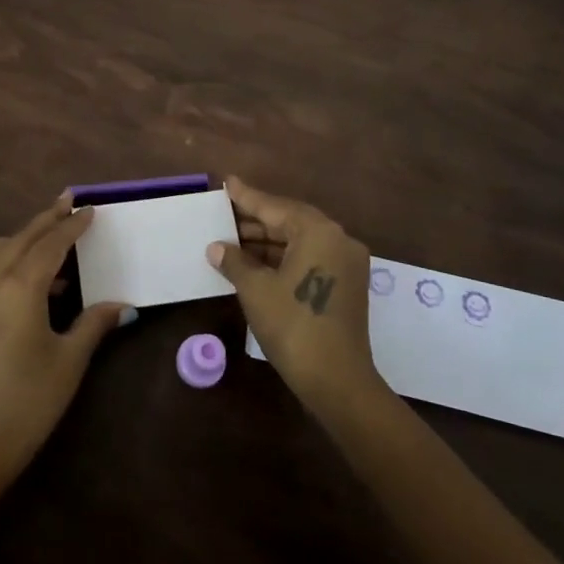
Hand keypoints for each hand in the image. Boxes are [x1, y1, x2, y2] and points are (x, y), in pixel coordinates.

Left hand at [0, 192, 130, 490]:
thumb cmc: (28, 401)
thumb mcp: (69, 361)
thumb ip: (94, 324)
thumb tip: (124, 305)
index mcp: (19, 286)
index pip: (51, 244)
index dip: (72, 226)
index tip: (90, 210)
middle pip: (22, 237)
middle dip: (47, 219)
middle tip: (69, 202)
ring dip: (23, 236)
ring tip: (51, 241)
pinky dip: (5, 255)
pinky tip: (27, 276)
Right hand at [206, 176, 379, 410]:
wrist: (337, 381)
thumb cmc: (293, 326)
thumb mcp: (255, 290)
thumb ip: (235, 261)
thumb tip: (217, 247)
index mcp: (318, 232)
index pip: (275, 207)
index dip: (247, 197)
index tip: (227, 183)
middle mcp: (338, 239)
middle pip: (289, 221)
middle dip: (256, 221)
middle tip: (224, 215)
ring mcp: (346, 263)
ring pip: (300, 241)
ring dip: (267, 242)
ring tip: (232, 241)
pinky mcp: (346, 285)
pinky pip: (310, 258)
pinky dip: (283, 258)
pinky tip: (255, 263)